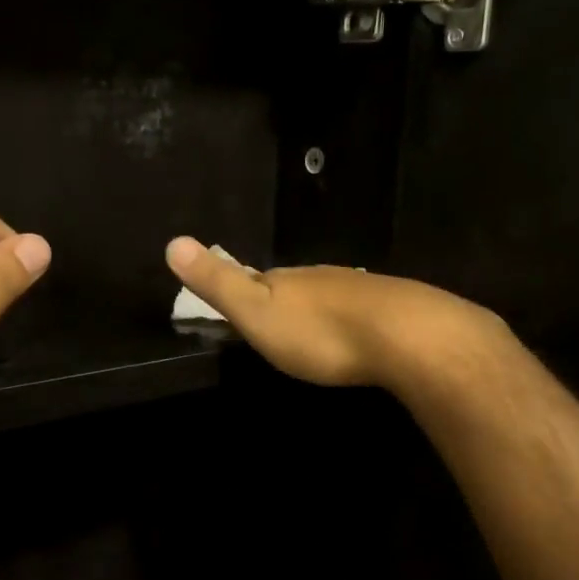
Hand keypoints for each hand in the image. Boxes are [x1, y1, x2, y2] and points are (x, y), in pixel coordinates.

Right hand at [164, 236, 500, 389]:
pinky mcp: (391, 307)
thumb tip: (172, 241)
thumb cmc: (320, 331)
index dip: (241, 289)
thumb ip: (217, 282)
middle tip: (272, 327)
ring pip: (327, 297)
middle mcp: (319, 277)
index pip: (253, 278)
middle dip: (280, 301)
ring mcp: (358, 289)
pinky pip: (359, 312)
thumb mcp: (256, 311)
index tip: (233, 307)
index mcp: (284, 278)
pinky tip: (353, 337)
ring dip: (316, 313)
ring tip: (311, 335)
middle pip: (291, 286)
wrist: (406, 335)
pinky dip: (348, 322)